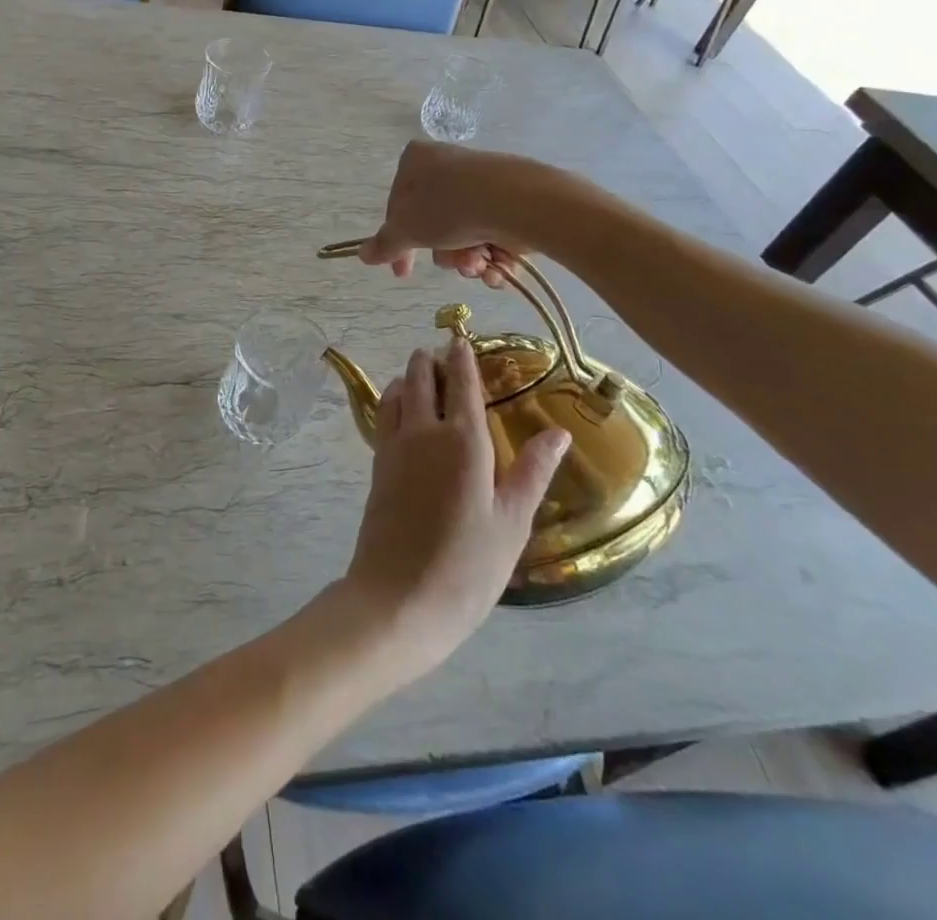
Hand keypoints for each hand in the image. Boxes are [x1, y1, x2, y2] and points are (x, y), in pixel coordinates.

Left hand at [341, 339, 569, 682]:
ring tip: (420, 372)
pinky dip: (393, 400)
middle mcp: (424, 431)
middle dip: (431, 361)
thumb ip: (533, 471)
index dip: (462, 357)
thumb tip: (559, 432)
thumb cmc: (468, 565)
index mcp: (464, 440)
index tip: (461, 337)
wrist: (398, 598)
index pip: (462, 383)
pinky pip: (384, 416)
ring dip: (409, 377)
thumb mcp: (513, 521)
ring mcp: (394, 446)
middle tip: (441, 352)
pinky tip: (401, 409)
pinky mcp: (377, 465)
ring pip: (397, 393)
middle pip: (422, 379)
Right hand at [358, 141, 529, 286]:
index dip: (398, 242)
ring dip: (467, 258)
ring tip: (478, 264)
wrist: (519, 202)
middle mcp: (447, 165)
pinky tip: (497, 267)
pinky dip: (492, 255)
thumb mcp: (408, 229)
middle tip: (451, 265)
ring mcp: (481, 181)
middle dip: (442, 253)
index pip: (396, 205)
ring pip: (463, 232)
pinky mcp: (510, 198)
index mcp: (416, 160)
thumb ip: (385, 243)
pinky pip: (491, 231)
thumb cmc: (450, 207)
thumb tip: (362, 254)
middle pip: (432, 222)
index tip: (402, 271)